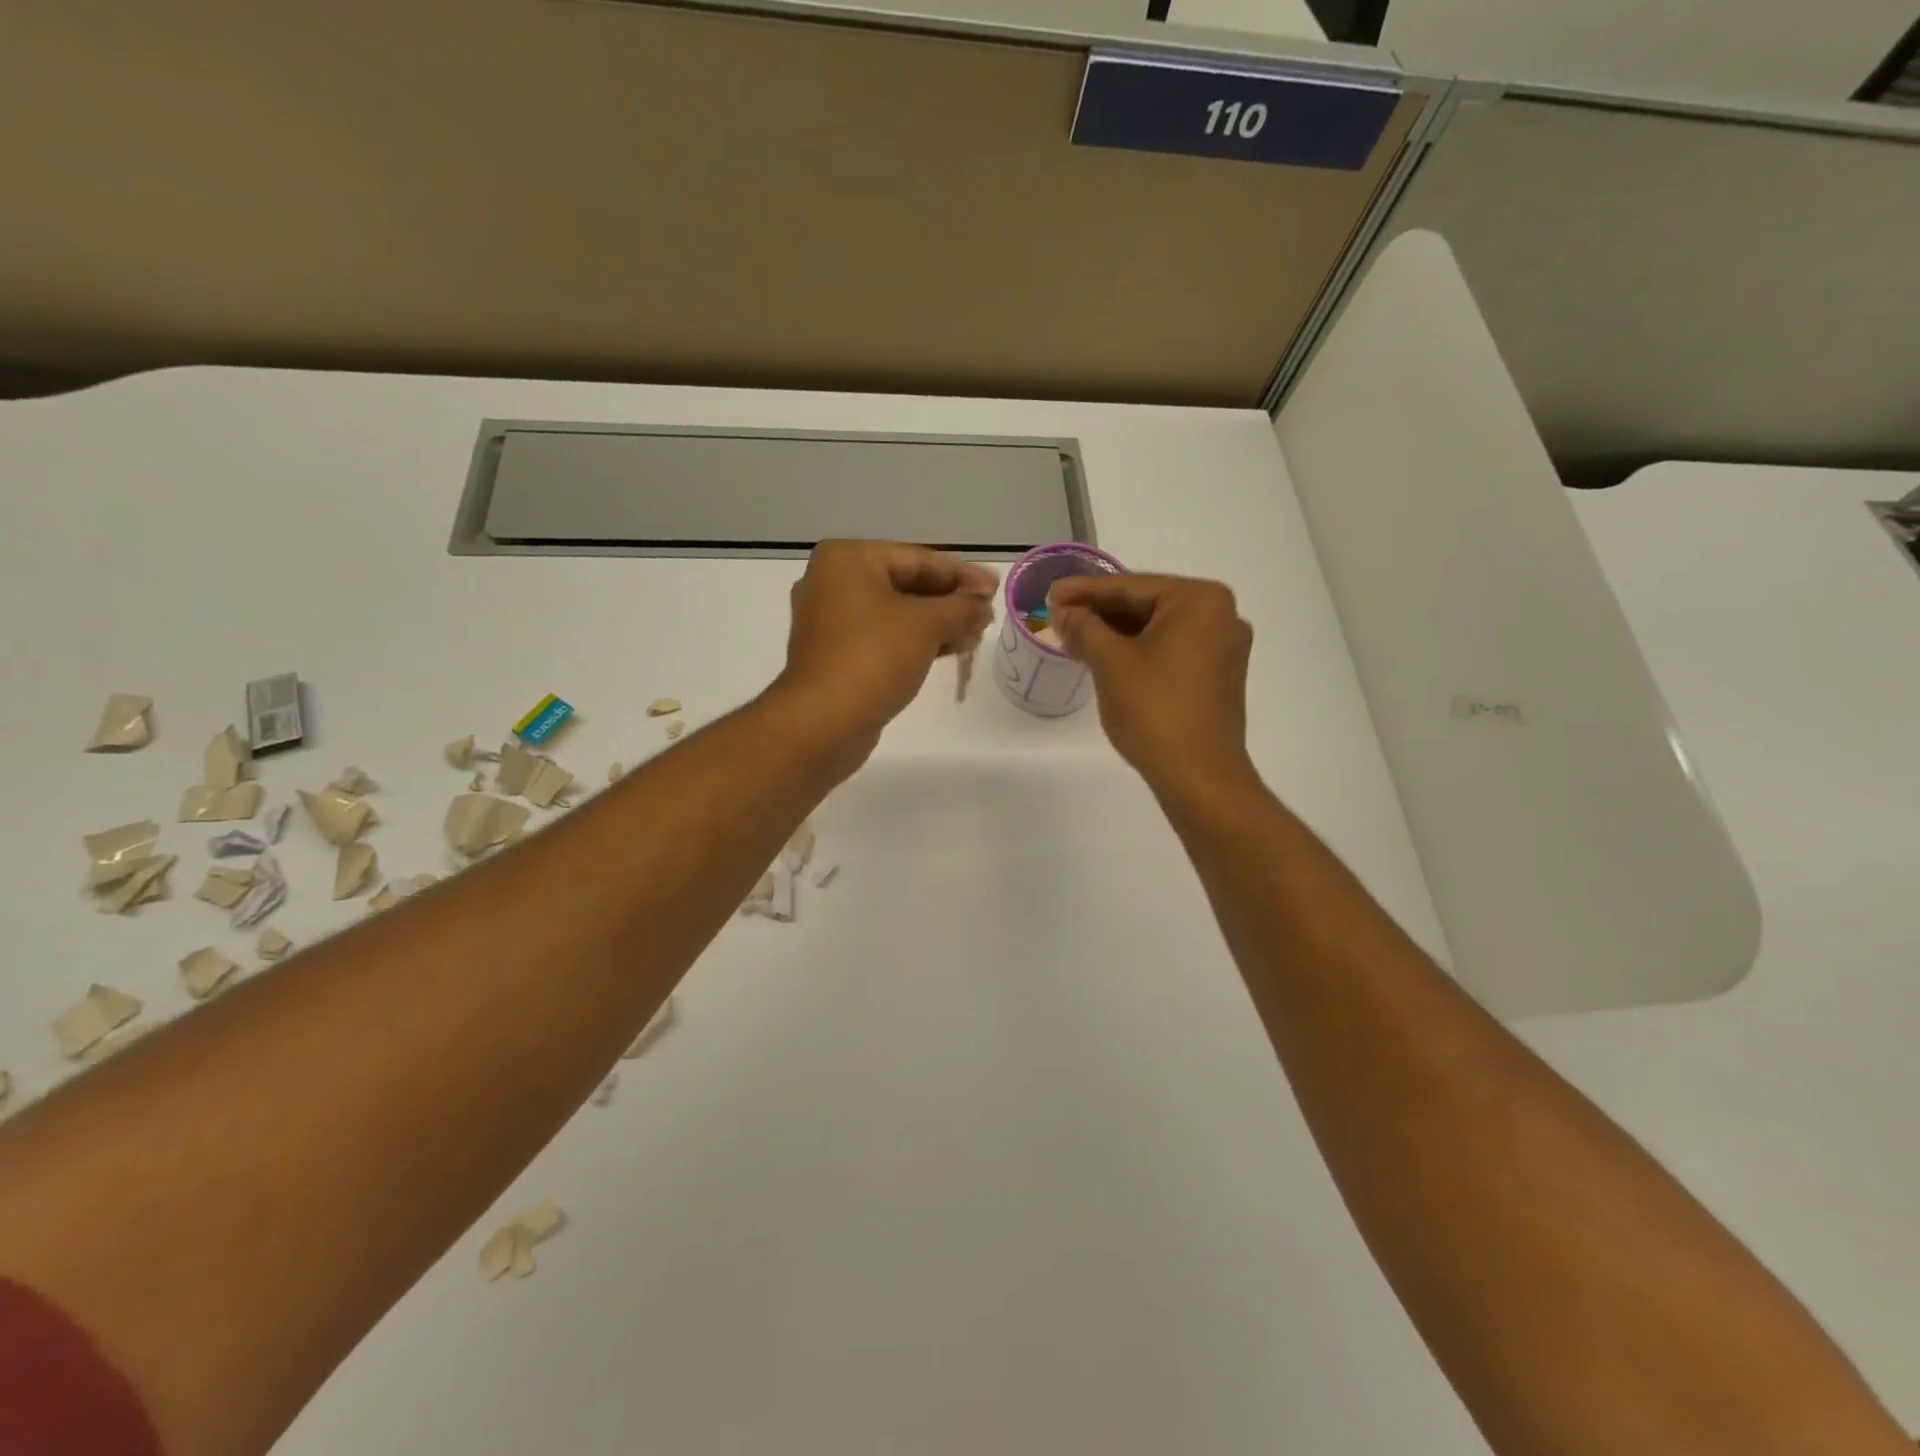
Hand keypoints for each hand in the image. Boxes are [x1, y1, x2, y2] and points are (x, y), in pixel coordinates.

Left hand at [772, 541, 996, 765]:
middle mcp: (833, 582)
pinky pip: (884, 636)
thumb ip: (962, 607)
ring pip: (896, 613)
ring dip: (938, 623)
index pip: (918, 559)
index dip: (962, 574)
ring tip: (976, 635)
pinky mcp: (836, 654)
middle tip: (988, 614)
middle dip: (950, 601)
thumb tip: (983, 604)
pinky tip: (949, 650)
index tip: (996, 587)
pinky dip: (916, 641)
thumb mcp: (927, 625)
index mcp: (848, 559)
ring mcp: (831, 620)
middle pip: (906, 584)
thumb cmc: (874, 658)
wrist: (823, 722)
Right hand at [1049, 574, 1255, 803]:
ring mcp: (1223, 649)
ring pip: (1157, 629)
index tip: (1050, 594)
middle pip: (1147, 604)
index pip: (1131, 586)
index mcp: (1200, 600)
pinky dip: (1137, 651)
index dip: (1084, 591)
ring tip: (1074, 637)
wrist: (1199, 776)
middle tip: (1058, 616)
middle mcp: (1221, 616)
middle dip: (1100, 612)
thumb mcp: (1110, 663)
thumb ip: (1084, 628)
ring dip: (1116, 633)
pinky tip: (1105, 658)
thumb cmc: (1155, 710)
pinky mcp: (1217, 677)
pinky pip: (1170, 651)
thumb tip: (1063, 612)